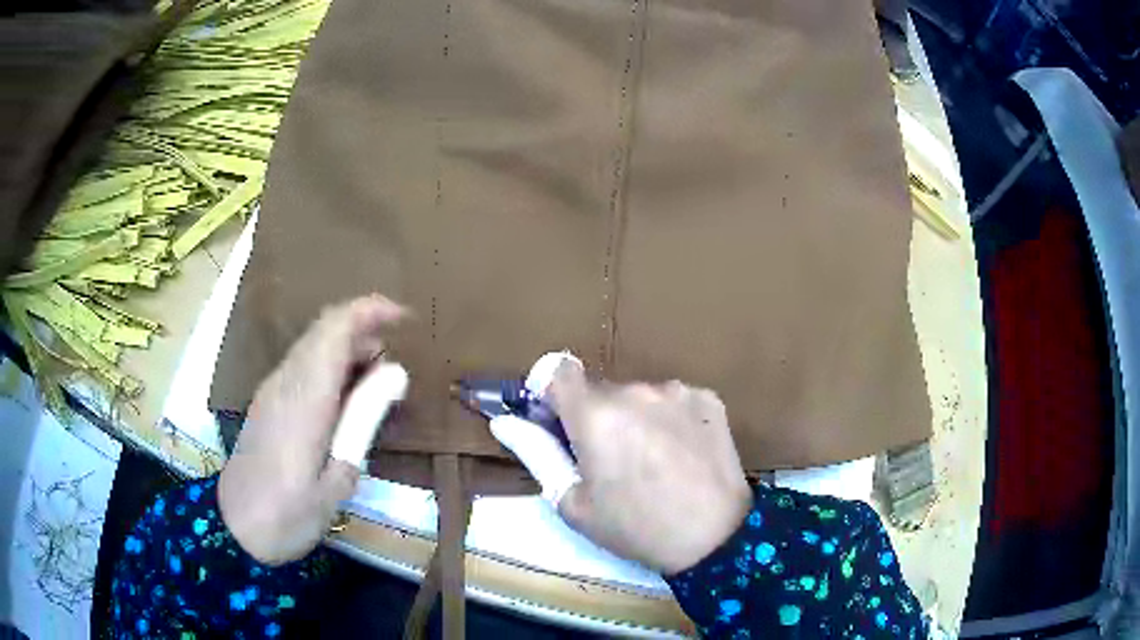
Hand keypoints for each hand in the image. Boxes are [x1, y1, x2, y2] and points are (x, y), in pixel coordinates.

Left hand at [219, 295, 406, 564]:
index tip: (406, 319)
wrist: (237, 529)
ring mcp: (273, 389)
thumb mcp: (338, 477)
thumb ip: (363, 419)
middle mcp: (285, 381)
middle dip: (364, 329)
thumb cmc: (291, 513)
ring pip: (313, 344)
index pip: (334, 328)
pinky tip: (347, 400)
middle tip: (396, 367)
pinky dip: (332, 365)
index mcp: (304, 397)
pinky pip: (304, 364)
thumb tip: (395, 372)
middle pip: (323, 329)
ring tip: (378, 385)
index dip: (370, 311)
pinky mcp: (268, 401)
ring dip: (349, 348)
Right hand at [548, 363, 751, 574]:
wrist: (715, 537)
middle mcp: (635, 390)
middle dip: (596, 418)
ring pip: (640, 396)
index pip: (557, 371)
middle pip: (601, 391)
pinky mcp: (708, 398)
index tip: (557, 423)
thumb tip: (505, 422)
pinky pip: (674, 400)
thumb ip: (537, 454)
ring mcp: (677, 391)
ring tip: (653, 462)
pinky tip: (682, 454)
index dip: (551, 393)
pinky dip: (670, 419)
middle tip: (610, 462)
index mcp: (595, 414)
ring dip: (635, 418)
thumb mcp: (574, 503)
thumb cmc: (635, 527)